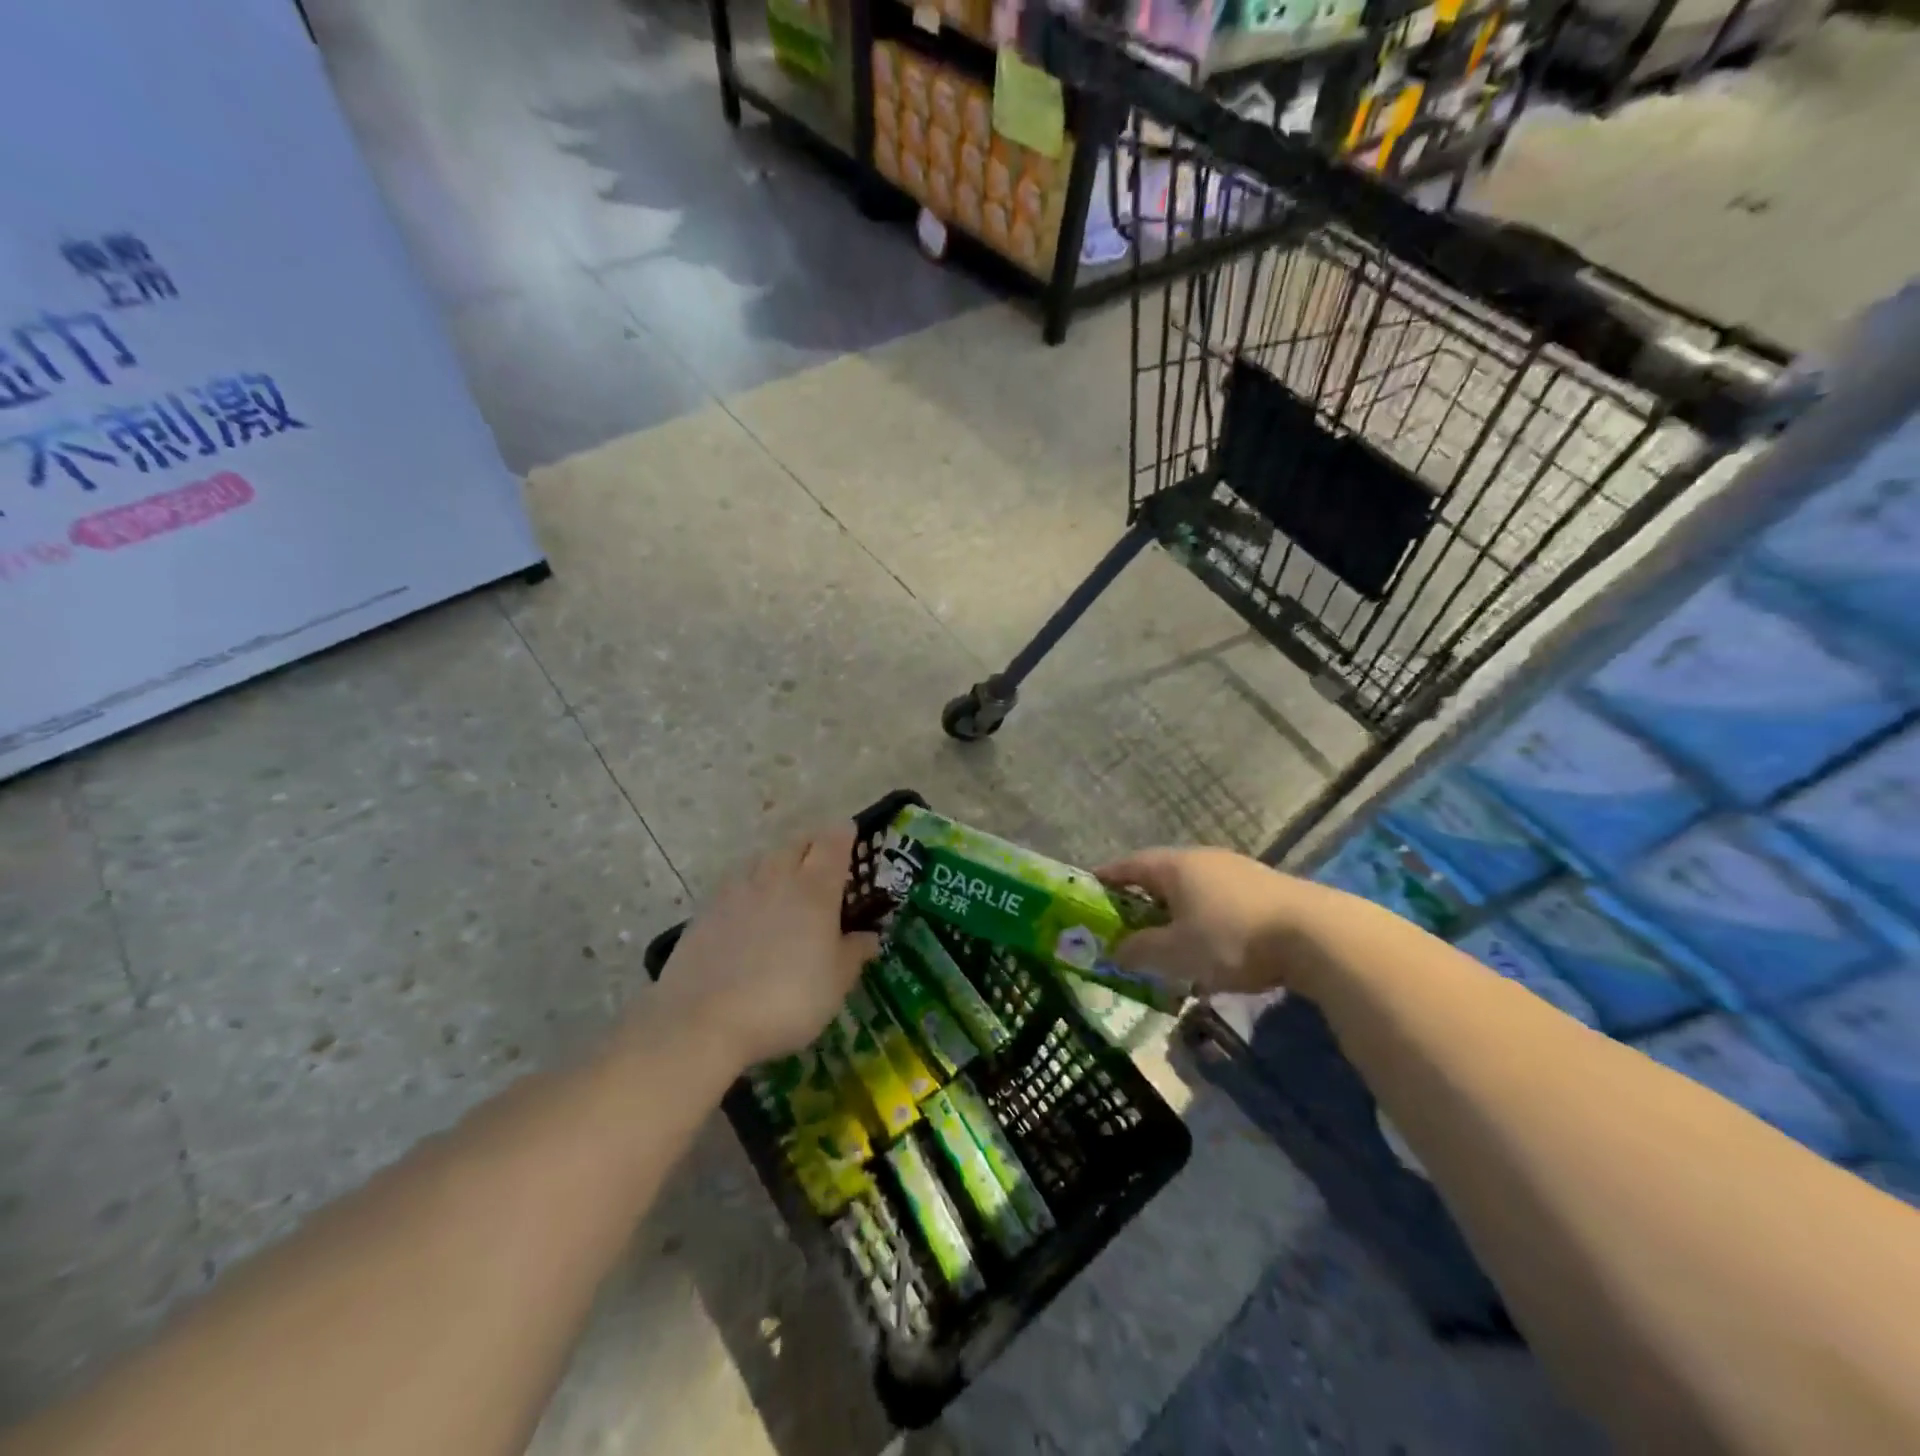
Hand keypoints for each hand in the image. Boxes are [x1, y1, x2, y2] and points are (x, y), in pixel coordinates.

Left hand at [658, 824, 879, 1068]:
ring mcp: (736, 890)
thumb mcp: (835, 983)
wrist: (704, 1021)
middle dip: (812, 844)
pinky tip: (749, 908)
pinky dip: (749, 885)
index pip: (833, 843)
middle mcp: (776, 877)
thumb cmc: (787, 1000)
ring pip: (763, 858)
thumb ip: (854, 953)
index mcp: (815, 889)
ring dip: (779, 861)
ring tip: (785, 881)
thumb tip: (869, 936)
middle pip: (796, 842)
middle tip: (823, 860)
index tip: (851, 833)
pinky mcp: (706, 909)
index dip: (844, 834)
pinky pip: (735, 882)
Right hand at [1095, 846, 1322, 995]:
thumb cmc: (1231, 938)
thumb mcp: (1175, 952)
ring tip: (1166, 941)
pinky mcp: (1264, 890)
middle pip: (1160, 876)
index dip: (1106, 879)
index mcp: (1174, 865)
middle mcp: (1202, 859)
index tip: (1088, 893)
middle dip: (1139, 900)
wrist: (1316, 936)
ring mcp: (1237, 871)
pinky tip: (1210, 946)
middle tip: (1124, 925)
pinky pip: (1218, 901)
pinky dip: (1202, 919)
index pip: (1128, 865)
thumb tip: (1113, 950)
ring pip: (1191, 889)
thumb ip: (1139, 950)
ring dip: (1173, 912)